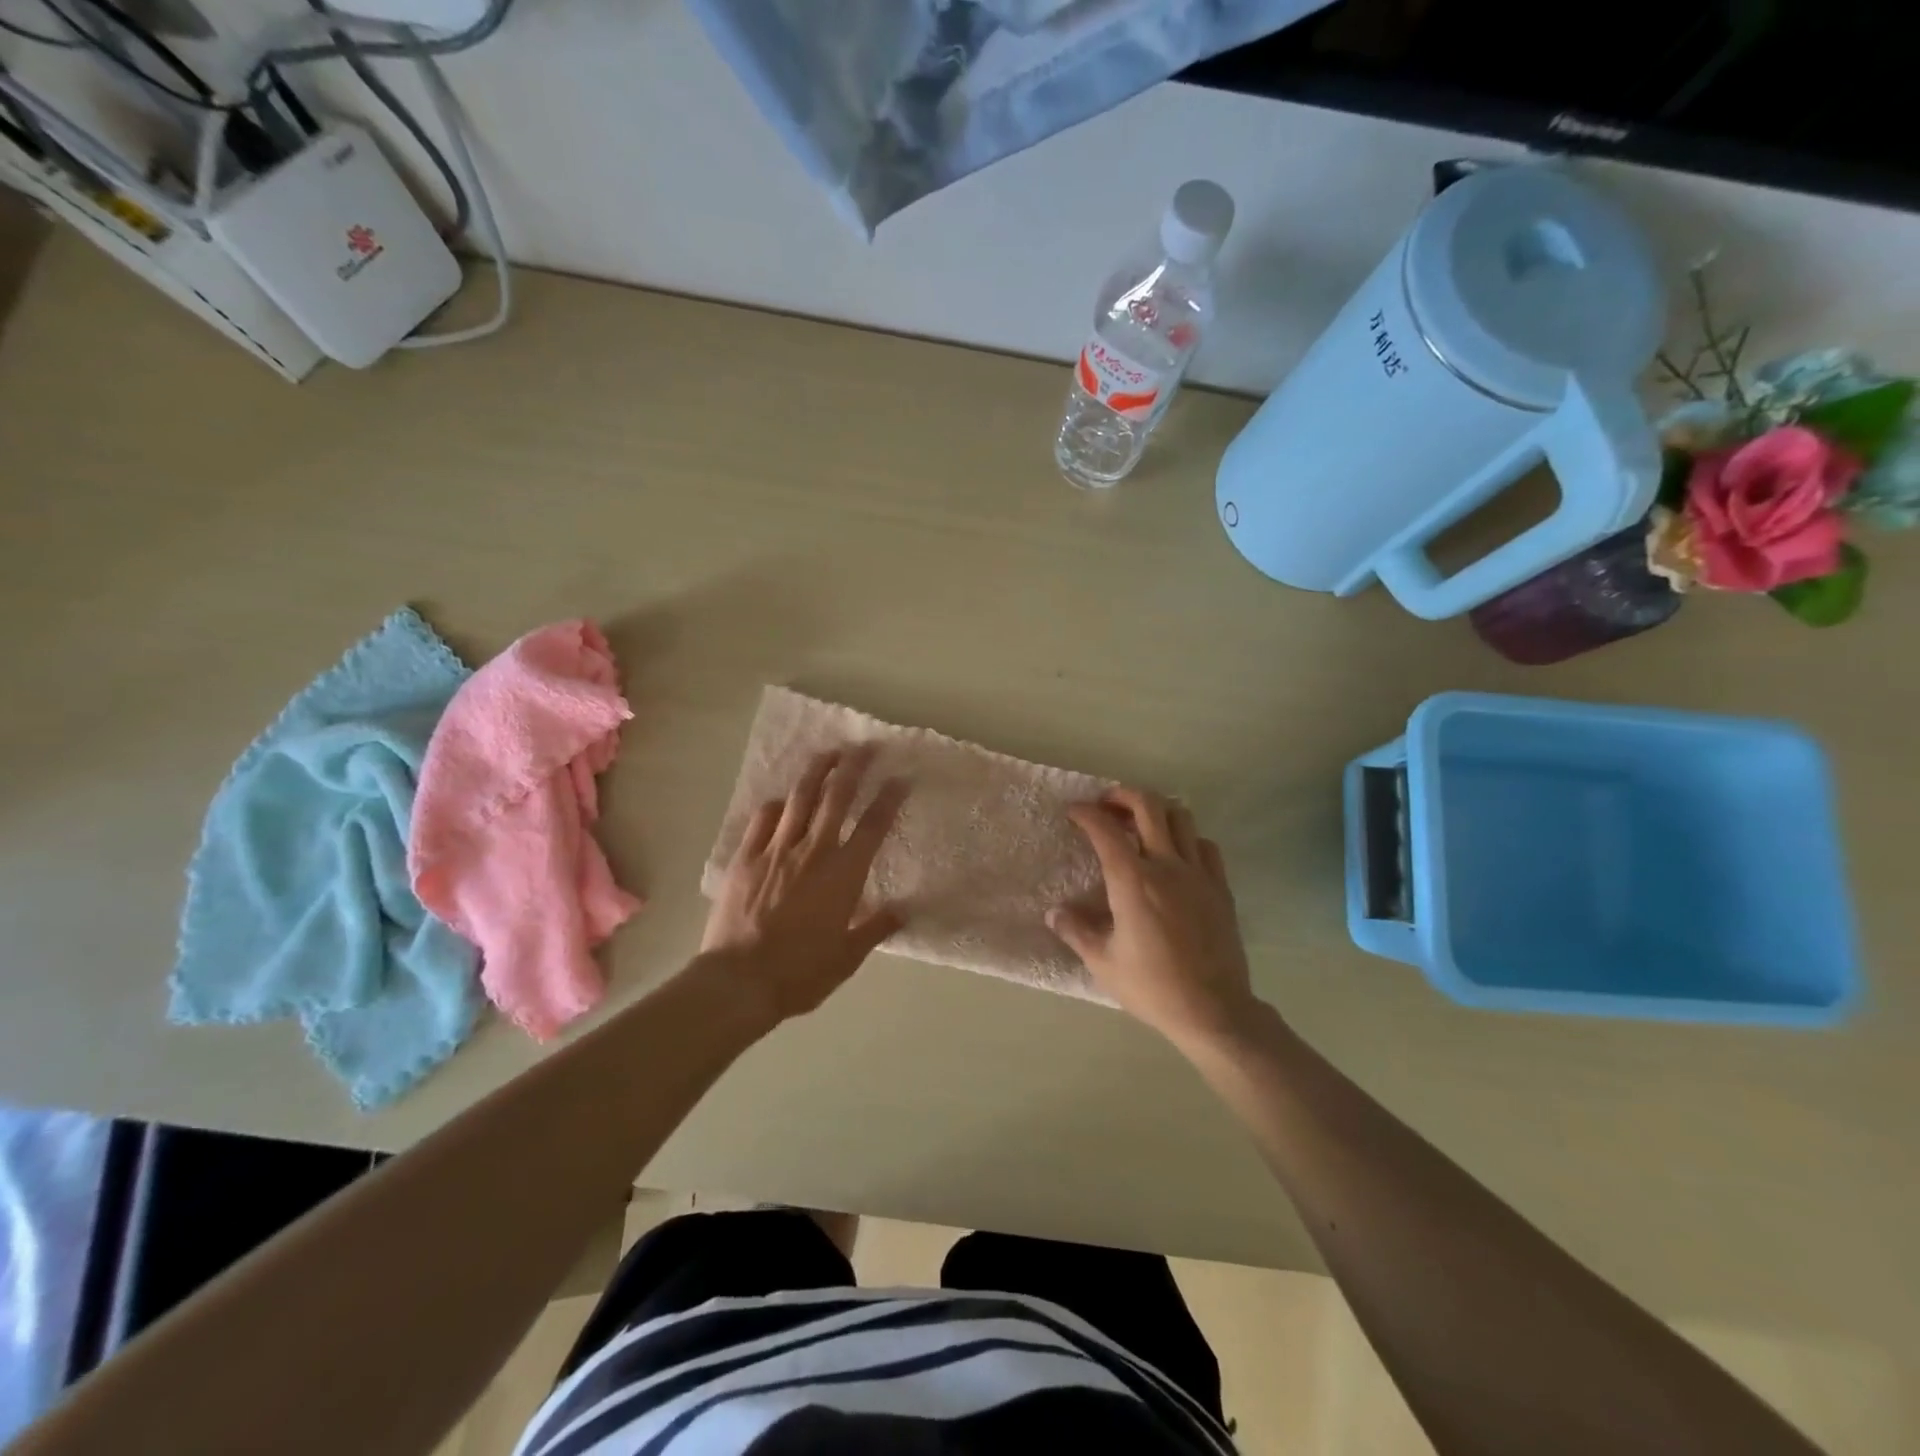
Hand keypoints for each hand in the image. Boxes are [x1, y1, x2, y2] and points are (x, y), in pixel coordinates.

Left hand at [702, 746, 907, 1024]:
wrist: (739, 981)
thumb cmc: (800, 973)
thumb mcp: (847, 957)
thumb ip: (876, 929)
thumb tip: (902, 911)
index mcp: (844, 874)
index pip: (874, 826)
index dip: (889, 798)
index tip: (901, 777)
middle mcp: (814, 851)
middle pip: (837, 797)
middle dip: (854, 767)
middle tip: (866, 746)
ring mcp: (776, 850)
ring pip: (800, 798)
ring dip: (817, 771)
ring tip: (829, 753)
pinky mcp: (746, 857)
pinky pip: (763, 819)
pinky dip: (777, 805)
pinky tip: (782, 800)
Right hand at [1049, 787, 1258, 1048]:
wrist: (1214, 1010)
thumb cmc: (1152, 987)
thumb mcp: (1102, 963)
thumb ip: (1076, 931)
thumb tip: (1055, 912)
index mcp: (1133, 881)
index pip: (1106, 830)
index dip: (1086, 813)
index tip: (1074, 812)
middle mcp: (1167, 866)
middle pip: (1148, 806)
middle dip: (1122, 795)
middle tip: (1106, 806)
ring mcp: (1198, 874)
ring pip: (1181, 817)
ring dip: (1157, 811)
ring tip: (1140, 825)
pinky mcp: (1220, 887)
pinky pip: (1205, 845)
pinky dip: (1186, 838)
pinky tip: (1176, 854)